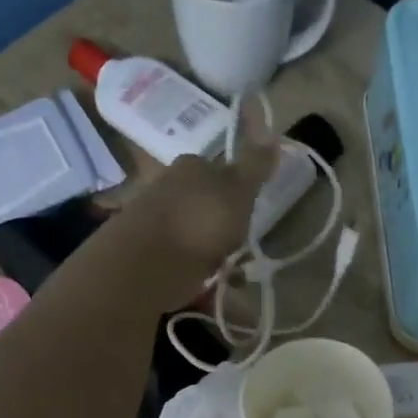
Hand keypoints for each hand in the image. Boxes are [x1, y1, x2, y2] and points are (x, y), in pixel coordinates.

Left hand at [108, 98, 277, 310]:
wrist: (146, 265)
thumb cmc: (199, 222)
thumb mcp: (238, 190)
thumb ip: (255, 165)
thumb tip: (272, 131)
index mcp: (190, 166)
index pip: (219, 170)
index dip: (238, 192)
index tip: (249, 216)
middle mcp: (167, 185)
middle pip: (205, 203)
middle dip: (223, 226)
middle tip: (241, 250)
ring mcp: (153, 219)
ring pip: (193, 232)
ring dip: (211, 252)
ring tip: (229, 275)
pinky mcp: (145, 252)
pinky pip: (181, 259)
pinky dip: (196, 270)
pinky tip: (207, 286)